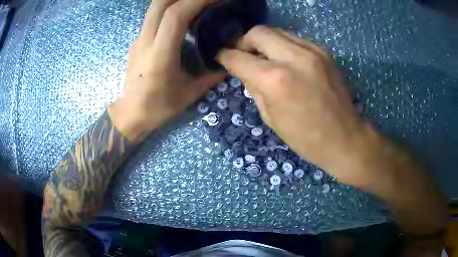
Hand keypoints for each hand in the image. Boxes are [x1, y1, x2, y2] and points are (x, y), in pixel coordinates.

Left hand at [110, 0, 223, 143]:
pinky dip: (169, 8)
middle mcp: (145, 41)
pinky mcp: (138, 40)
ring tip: (196, 3)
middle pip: (160, 3)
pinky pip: (153, 16)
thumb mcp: (190, 93)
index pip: (175, 15)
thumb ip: (212, 75)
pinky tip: (183, 14)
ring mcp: (139, 39)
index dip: (197, 1)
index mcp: (160, 54)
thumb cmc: (158, 107)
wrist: (130, 114)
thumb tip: (230, 62)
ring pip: (154, 7)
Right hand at [217, 26, 374, 185]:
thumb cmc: (305, 138)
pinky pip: (294, 39)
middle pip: (258, 32)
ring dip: (264, 42)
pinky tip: (285, 61)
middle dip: (243, 41)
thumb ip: (253, 87)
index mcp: (276, 80)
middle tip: (243, 55)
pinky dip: (283, 46)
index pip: (239, 57)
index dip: (224, 56)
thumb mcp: (270, 117)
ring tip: (264, 58)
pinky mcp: (324, 52)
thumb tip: (244, 70)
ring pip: (277, 31)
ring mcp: (313, 51)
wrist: (345, 138)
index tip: (220, 56)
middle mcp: (294, 58)